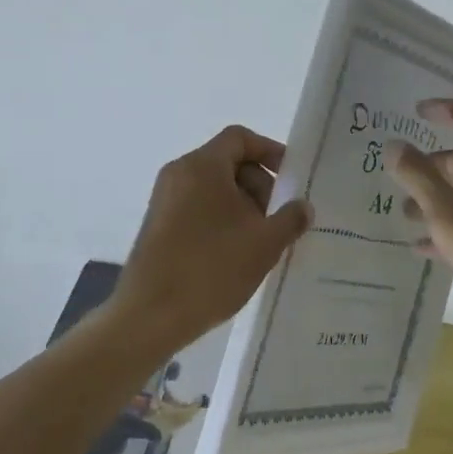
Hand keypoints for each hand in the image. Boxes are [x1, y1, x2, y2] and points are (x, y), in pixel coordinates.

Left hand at [112, 125, 312, 353]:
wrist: (149, 315)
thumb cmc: (210, 269)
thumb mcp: (264, 244)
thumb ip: (290, 219)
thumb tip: (302, 206)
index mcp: (202, 166)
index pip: (240, 138)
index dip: (270, 151)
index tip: (292, 179)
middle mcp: (179, 173)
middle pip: (228, 162)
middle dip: (260, 185)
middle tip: (278, 220)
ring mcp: (164, 199)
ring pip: (214, 188)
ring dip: (243, 207)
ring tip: (261, 242)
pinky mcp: (158, 224)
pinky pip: (197, 207)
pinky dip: (221, 219)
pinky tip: (236, 254)